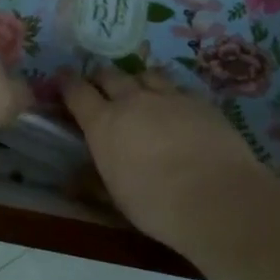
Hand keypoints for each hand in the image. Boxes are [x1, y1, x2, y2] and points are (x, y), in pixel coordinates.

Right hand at [63, 65, 274, 257]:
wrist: (218, 198)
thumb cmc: (156, 205)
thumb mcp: (116, 198)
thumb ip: (94, 181)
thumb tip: (72, 180)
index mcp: (104, 123)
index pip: (76, 91)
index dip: (66, 83)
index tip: (61, 79)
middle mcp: (133, 100)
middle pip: (110, 74)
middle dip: (100, 78)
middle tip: (99, 88)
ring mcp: (169, 96)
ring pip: (145, 73)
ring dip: (136, 80)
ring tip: (139, 92)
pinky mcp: (200, 101)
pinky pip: (177, 87)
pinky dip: (169, 93)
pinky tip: (175, 107)